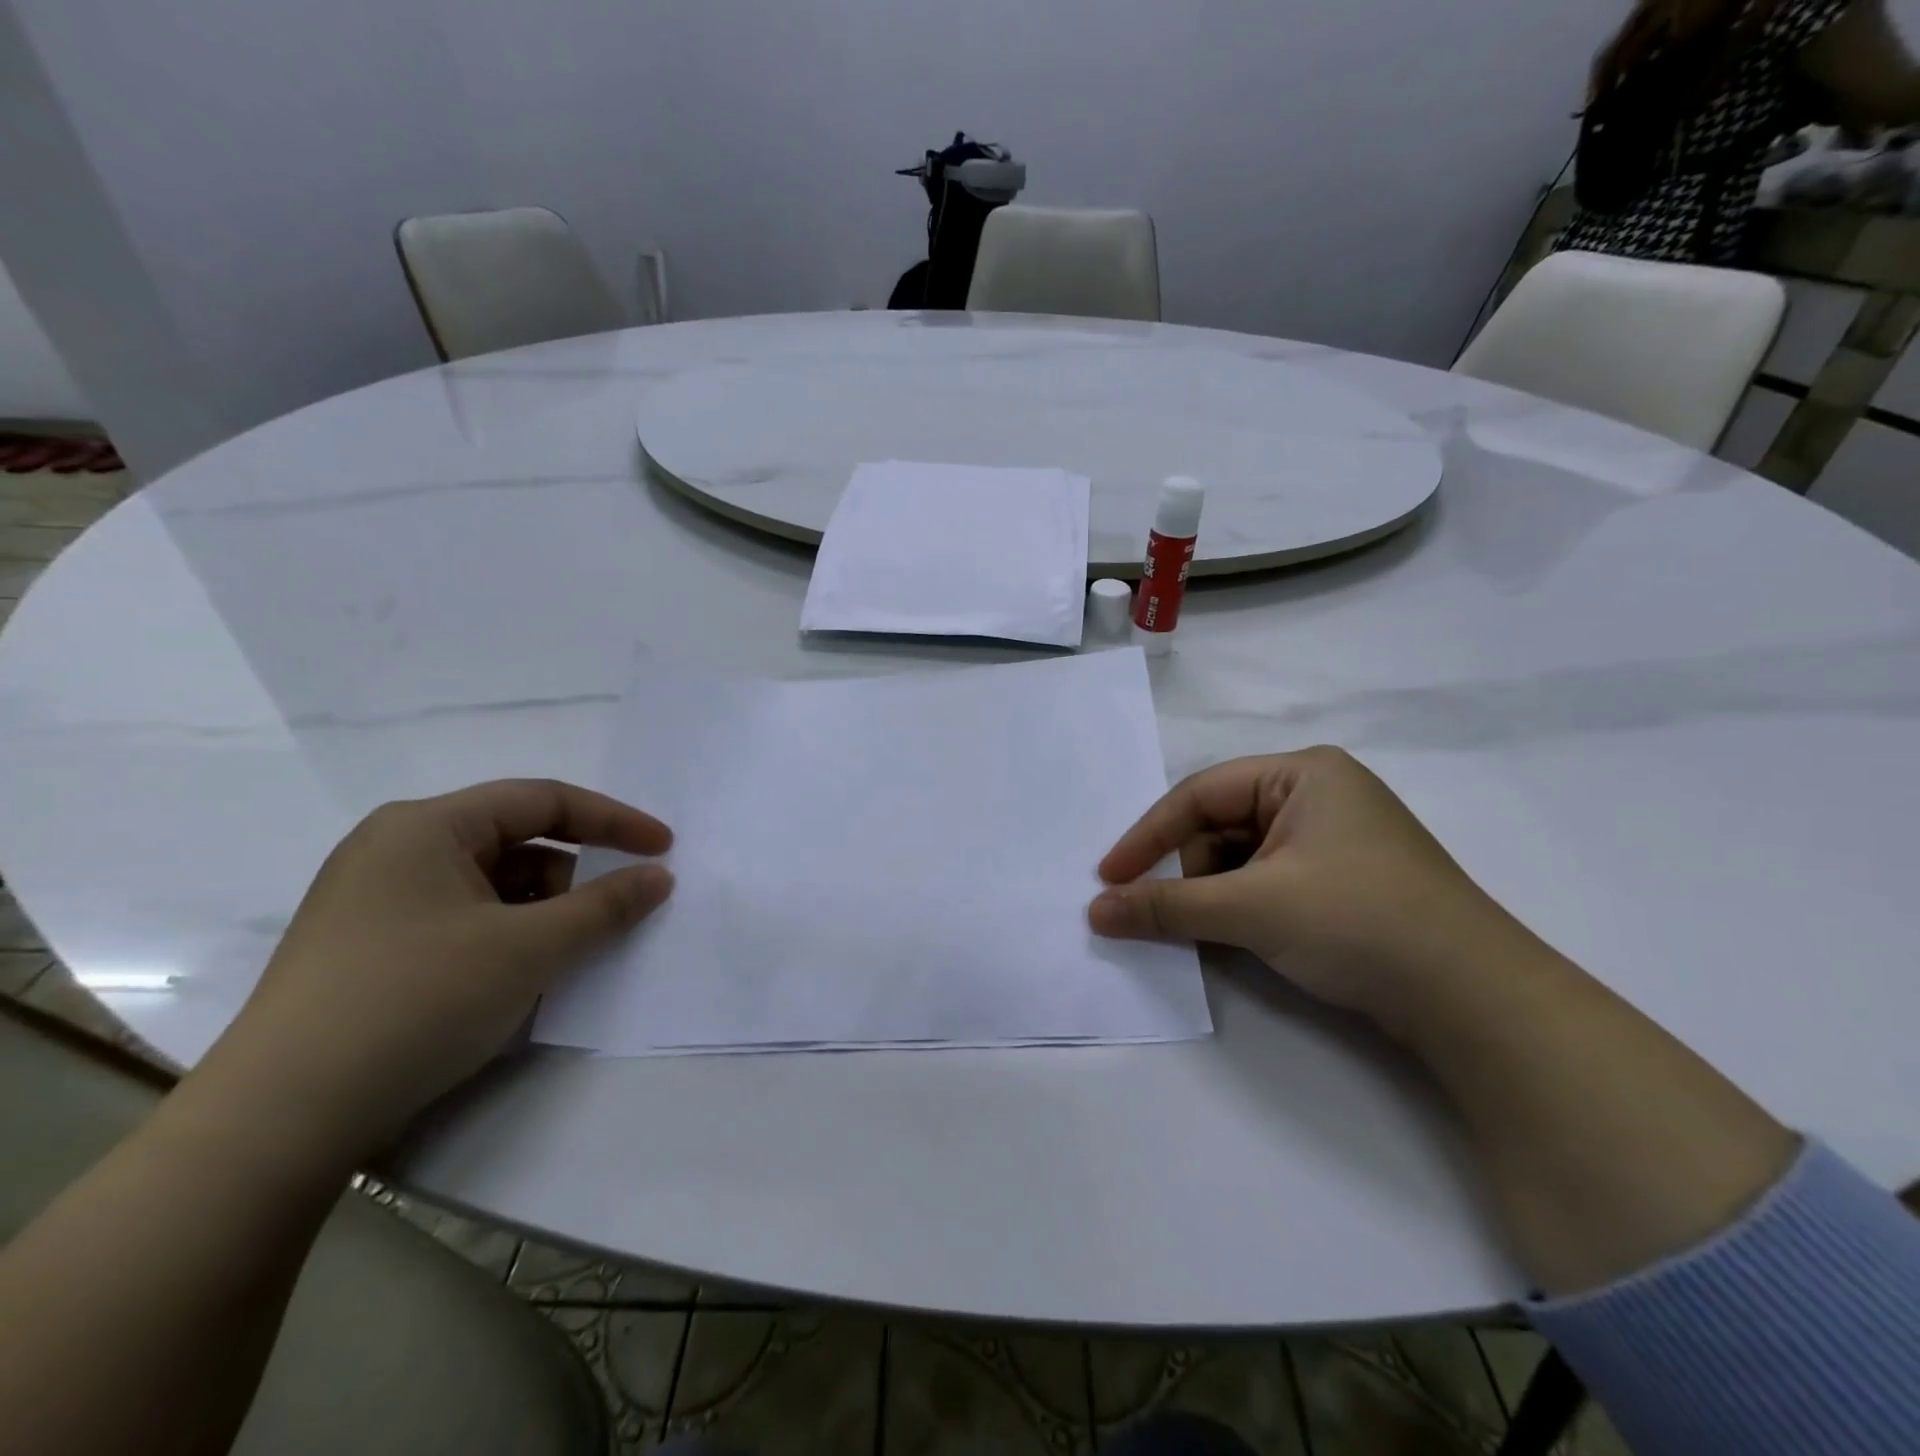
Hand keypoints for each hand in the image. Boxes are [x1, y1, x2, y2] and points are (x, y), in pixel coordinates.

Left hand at [202, 780, 673, 1160]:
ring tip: (559, 958)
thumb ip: (607, 905)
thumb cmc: (415, 1002)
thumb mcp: (529, 948)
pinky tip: (516, 978)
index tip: (664, 849)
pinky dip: (506, 936)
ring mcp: (377, 900)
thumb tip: (660, 876)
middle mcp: (396, 849)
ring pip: (491, 884)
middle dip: (573, 876)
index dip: (614, 820)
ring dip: (541, 912)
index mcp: (427, 826)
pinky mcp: (370, 947)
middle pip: (517, 841)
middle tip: (607, 918)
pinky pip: (463, 919)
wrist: (277, 1122)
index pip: (543, 800)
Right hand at [1088, 747, 1513, 1028]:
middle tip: (1163, 913)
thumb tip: (1095, 911)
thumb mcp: (1251, 910)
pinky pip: (1270, 879)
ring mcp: (1336, 838)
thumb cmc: (1357, 922)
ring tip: (1210, 931)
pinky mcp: (1345, 879)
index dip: (1148, 836)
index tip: (1108, 878)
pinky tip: (1241, 936)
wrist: (1477, 1001)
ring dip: (1215, 893)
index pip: (1201, 794)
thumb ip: (1167, 907)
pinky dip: (1243, 905)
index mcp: (1303, 774)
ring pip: (1243, 856)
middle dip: (1188, 870)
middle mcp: (1319, 794)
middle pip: (1221, 825)